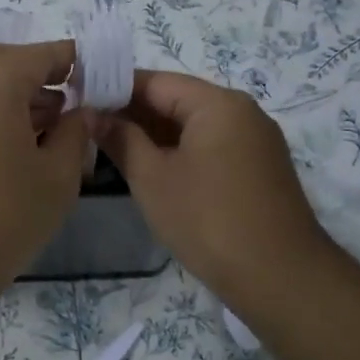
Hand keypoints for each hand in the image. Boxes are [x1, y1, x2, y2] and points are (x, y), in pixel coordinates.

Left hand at [0, 41, 93, 289]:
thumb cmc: (4, 215)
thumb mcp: (58, 175)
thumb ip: (76, 132)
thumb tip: (83, 111)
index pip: (47, 54)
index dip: (78, 65)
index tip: (102, 84)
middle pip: (10, 63)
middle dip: (44, 80)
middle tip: (74, 108)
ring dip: (16, 97)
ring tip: (49, 131)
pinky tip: (13, 147)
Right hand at [95, 70, 331, 310]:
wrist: (279, 277)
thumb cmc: (207, 219)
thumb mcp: (152, 177)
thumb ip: (121, 139)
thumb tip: (93, 114)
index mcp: (218, 104)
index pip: (156, 81)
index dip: (114, 89)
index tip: (80, 102)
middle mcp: (242, 112)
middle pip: (177, 100)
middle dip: (132, 114)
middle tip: (88, 129)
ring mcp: (254, 141)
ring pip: (193, 126)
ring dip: (153, 135)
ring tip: (110, 150)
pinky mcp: (258, 169)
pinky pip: (210, 146)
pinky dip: (178, 152)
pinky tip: (150, 170)